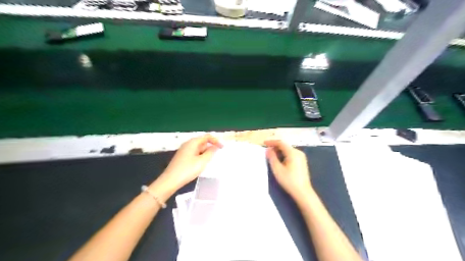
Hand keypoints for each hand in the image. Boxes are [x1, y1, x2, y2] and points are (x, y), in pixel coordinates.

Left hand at [153, 135, 223, 197]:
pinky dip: (200, 156)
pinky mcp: (182, 157)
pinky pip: (194, 153)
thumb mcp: (202, 161)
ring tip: (210, 161)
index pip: (207, 137)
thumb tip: (215, 146)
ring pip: (198, 149)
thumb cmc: (187, 170)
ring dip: (205, 153)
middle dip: (211, 147)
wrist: (170, 180)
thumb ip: (211, 152)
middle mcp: (188, 144)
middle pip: (202, 142)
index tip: (223, 147)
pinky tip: (201, 164)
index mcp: (193, 142)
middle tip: (217, 155)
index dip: (216, 141)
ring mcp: (184, 150)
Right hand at [265, 140, 311, 199]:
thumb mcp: (277, 169)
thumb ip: (272, 157)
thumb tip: (268, 150)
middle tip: (267, 151)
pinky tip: (280, 161)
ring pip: (288, 150)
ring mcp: (301, 157)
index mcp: (293, 153)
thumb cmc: (289, 181)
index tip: (264, 143)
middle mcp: (298, 152)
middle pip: (285, 146)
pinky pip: (291, 154)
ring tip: (272, 156)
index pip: (281, 143)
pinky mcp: (302, 162)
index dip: (271, 142)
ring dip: (279, 151)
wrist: (303, 192)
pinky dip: (284, 155)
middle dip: (275, 147)